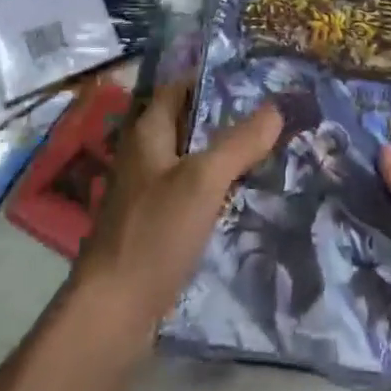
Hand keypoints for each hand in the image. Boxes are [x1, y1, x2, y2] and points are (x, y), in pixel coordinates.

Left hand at [72, 81, 281, 331]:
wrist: (113, 311)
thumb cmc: (155, 233)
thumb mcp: (204, 181)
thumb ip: (239, 142)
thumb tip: (276, 107)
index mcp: (148, 132)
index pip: (179, 87)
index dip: (211, 79)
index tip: (252, 78)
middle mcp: (143, 154)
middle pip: (186, 122)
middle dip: (223, 117)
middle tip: (269, 115)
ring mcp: (144, 191)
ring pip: (188, 158)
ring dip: (219, 154)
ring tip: (264, 151)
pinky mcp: (150, 224)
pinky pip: (186, 191)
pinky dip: (211, 187)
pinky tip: (239, 197)